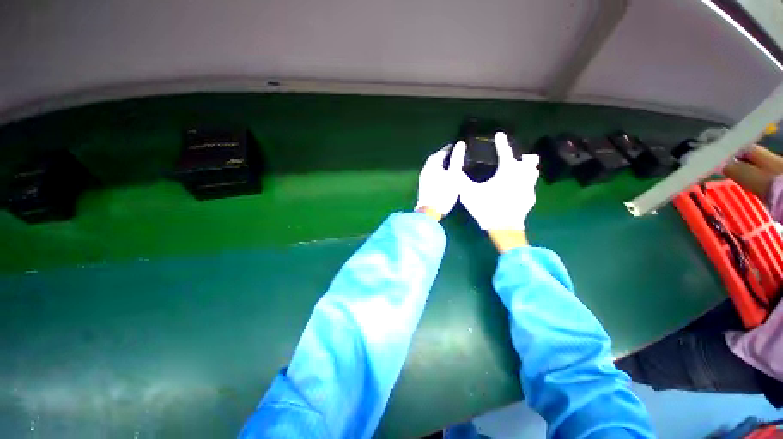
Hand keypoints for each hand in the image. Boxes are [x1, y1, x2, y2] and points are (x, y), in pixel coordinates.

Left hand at [415, 142, 466, 218]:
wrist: (430, 212)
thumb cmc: (444, 193)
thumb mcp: (454, 175)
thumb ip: (457, 159)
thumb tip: (460, 143)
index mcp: (432, 165)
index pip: (441, 152)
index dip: (450, 148)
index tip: (458, 147)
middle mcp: (425, 169)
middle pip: (434, 158)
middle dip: (444, 155)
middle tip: (454, 155)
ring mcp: (423, 178)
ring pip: (432, 166)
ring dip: (440, 164)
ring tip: (451, 165)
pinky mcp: (424, 186)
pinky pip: (431, 173)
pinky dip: (438, 171)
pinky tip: (444, 176)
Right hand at [459, 132, 539, 230]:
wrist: (503, 228)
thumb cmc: (486, 207)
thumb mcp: (469, 193)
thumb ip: (462, 180)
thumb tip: (456, 170)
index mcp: (507, 171)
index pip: (505, 151)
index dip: (501, 142)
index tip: (499, 135)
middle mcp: (522, 175)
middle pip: (529, 160)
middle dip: (522, 157)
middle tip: (513, 159)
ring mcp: (529, 187)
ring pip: (533, 173)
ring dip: (526, 170)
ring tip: (517, 172)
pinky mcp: (530, 199)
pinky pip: (530, 186)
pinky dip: (524, 184)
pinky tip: (517, 190)